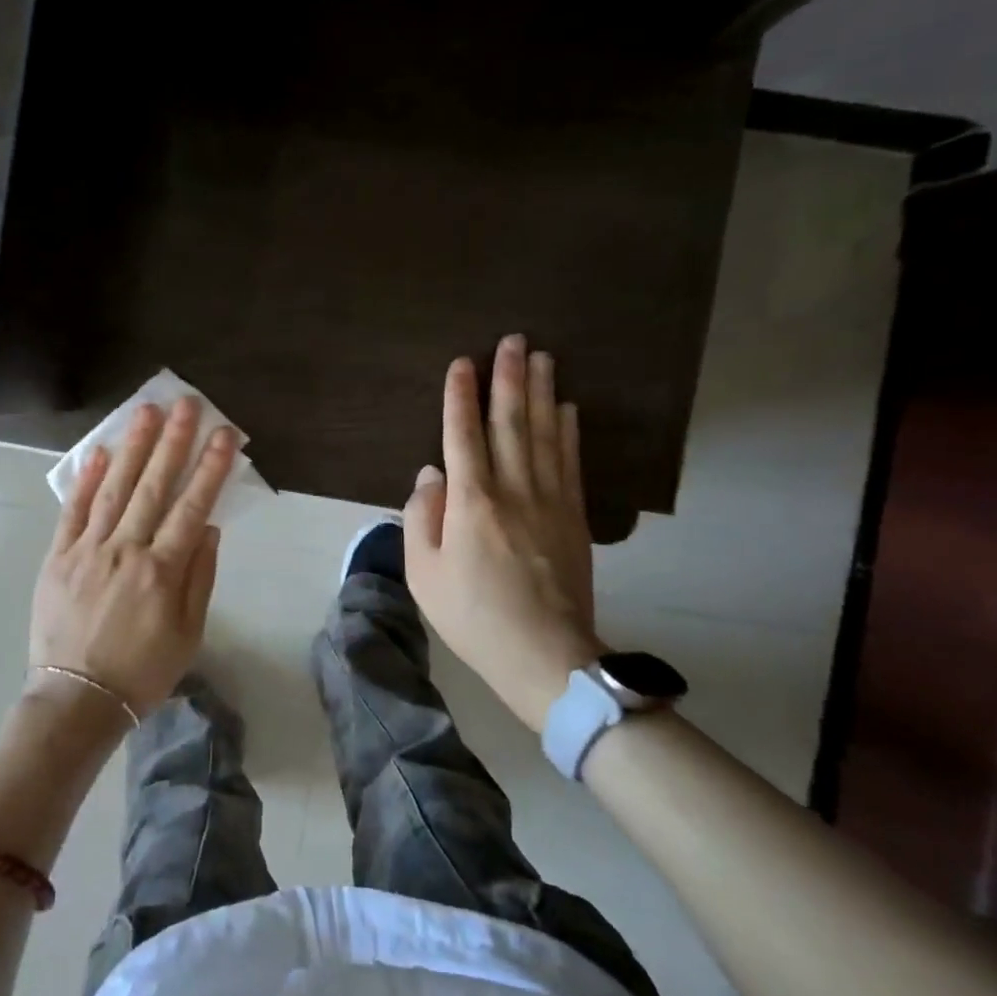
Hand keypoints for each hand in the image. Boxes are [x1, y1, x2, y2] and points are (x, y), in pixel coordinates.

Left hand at [29, 396, 238, 717]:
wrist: (77, 699)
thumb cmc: (142, 671)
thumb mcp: (188, 634)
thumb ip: (200, 577)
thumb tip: (209, 528)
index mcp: (163, 571)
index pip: (193, 507)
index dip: (211, 468)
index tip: (224, 434)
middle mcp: (127, 550)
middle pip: (154, 486)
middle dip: (173, 441)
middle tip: (185, 404)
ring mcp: (88, 550)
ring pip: (115, 489)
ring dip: (132, 448)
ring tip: (145, 412)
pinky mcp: (58, 557)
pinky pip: (73, 511)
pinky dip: (86, 481)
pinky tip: (99, 452)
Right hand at [404, 335, 603, 731]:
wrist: (544, 655)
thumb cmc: (472, 615)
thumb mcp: (424, 573)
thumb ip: (423, 518)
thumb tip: (432, 476)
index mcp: (471, 503)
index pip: (463, 436)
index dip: (461, 397)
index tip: (462, 363)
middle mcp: (513, 490)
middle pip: (511, 423)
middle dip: (509, 378)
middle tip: (513, 340)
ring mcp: (550, 502)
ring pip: (545, 434)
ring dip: (541, 392)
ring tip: (541, 357)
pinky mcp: (573, 518)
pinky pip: (570, 463)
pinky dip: (569, 431)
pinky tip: (568, 408)